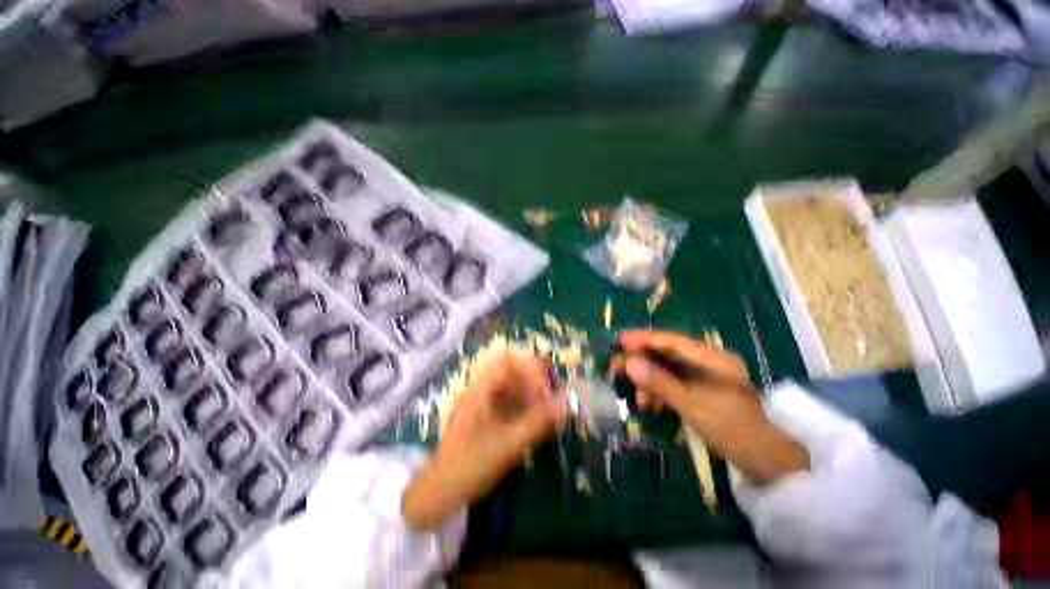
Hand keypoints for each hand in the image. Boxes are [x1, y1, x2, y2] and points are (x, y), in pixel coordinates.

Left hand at [402, 350, 567, 529]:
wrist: (440, 493)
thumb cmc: (472, 465)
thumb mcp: (509, 444)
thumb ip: (539, 422)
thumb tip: (566, 403)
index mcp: (480, 390)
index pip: (506, 359)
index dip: (528, 366)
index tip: (546, 385)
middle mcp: (478, 390)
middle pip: (508, 369)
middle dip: (531, 377)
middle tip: (550, 392)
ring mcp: (478, 403)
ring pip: (507, 384)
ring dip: (527, 390)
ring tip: (545, 405)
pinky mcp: (480, 416)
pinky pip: (504, 399)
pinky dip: (520, 403)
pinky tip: (531, 418)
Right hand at [616, 330, 808, 485]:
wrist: (765, 463)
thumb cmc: (731, 428)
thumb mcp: (691, 404)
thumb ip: (659, 381)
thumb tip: (628, 362)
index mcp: (712, 358)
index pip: (671, 340)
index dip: (644, 339)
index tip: (620, 341)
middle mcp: (708, 362)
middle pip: (667, 354)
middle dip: (642, 362)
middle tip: (617, 368)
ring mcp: (705, 378)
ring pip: (668, 370)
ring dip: (649, 382)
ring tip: (638, 399)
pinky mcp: (701, 392)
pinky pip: (673, 385)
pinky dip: (659, 392)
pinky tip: (649, 405)